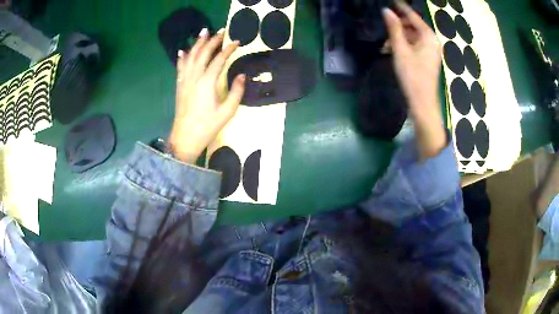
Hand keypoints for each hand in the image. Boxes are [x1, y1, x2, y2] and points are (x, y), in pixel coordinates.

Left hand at [168, 29, 245, 163]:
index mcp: (207, 82)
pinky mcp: (179, 86)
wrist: (185, 138)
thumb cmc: (207, 126)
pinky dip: (182, 57)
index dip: (228, 49)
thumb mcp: (227, 112)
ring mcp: (184, 81)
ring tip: (203, 32)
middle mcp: (194, 77)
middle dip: (212, 40)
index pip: (219, 59)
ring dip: (197, 43)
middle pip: (203, 53)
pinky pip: (180, 67)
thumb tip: (241, 76)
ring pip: (190, 57)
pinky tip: (182, 51)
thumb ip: (236, 92)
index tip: (237, 41)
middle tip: (221, 30)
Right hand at [383, 3, 445, 159]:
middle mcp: (432, 41)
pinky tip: (393, 50)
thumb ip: (394, 28)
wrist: (423, 102)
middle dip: (398, 25)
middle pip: (413, 25)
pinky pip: (416, 45)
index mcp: (428, 36)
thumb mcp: (400, 49)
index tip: (391, 1)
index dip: (400, 8)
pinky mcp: (429, 58)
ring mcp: (431, 50)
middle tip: (383, 26)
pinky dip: (405, 45)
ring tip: (385, 43)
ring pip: (413, 36)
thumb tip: (386, 11)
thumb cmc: (412, 75)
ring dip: (399, 36)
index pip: (413, 16)